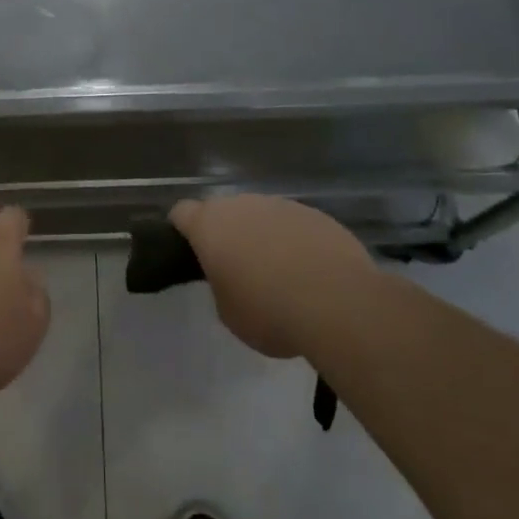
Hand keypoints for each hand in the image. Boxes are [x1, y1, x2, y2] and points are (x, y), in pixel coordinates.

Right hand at [169, 196, 376, 360]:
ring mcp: (280, 205)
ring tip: (280, 273)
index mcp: (209, 225)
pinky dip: (295, 242)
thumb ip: (222, 287)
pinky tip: (310, 272)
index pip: (181, 213)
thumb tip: (233, 279)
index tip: (190, 251)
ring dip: (262, 236)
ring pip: (261, 215)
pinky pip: (294, 224)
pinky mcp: (314, 214)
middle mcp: (241, 204)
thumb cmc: (270, 312)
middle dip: (226, 233)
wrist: (337, 303)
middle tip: (237, 268)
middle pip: (223, 211)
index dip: (182, 229)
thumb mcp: (229, 314)